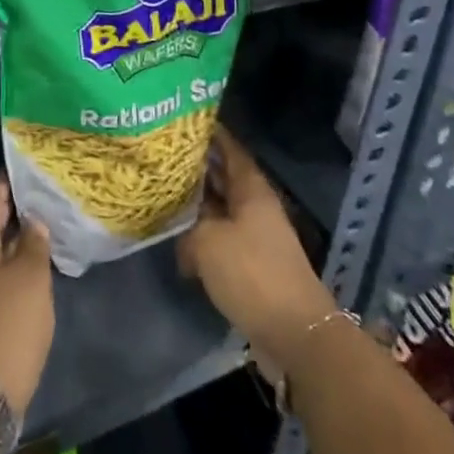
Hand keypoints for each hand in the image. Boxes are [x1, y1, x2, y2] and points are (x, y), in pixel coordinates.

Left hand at [0, 180, 54, 418]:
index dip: (9, 184)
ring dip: (10, 243)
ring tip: (40, 233)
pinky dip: (7, 268)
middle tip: (41, 199)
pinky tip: (29, 273)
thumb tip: (31, 222)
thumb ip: (33, 242)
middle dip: (11, 213)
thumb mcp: (31, 277)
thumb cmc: (8, 324)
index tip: (27, 169)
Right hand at [178, 128, 338, 378]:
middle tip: (160, 155)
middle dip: (196, 167)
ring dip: (195, 204)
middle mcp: (255, 206)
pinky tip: (176, 238)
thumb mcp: (208, 242)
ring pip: (220, 209)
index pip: (230, 148)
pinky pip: (221, 239)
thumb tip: (180, 235)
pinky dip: (200, 235)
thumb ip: (187, 228)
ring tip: (161, 192)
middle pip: (223, 177)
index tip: (182, 121)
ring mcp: (255, 236)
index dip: (209, 133)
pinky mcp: (251, 265)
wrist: (293, 332)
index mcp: (252, 189)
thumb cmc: (252, 273)